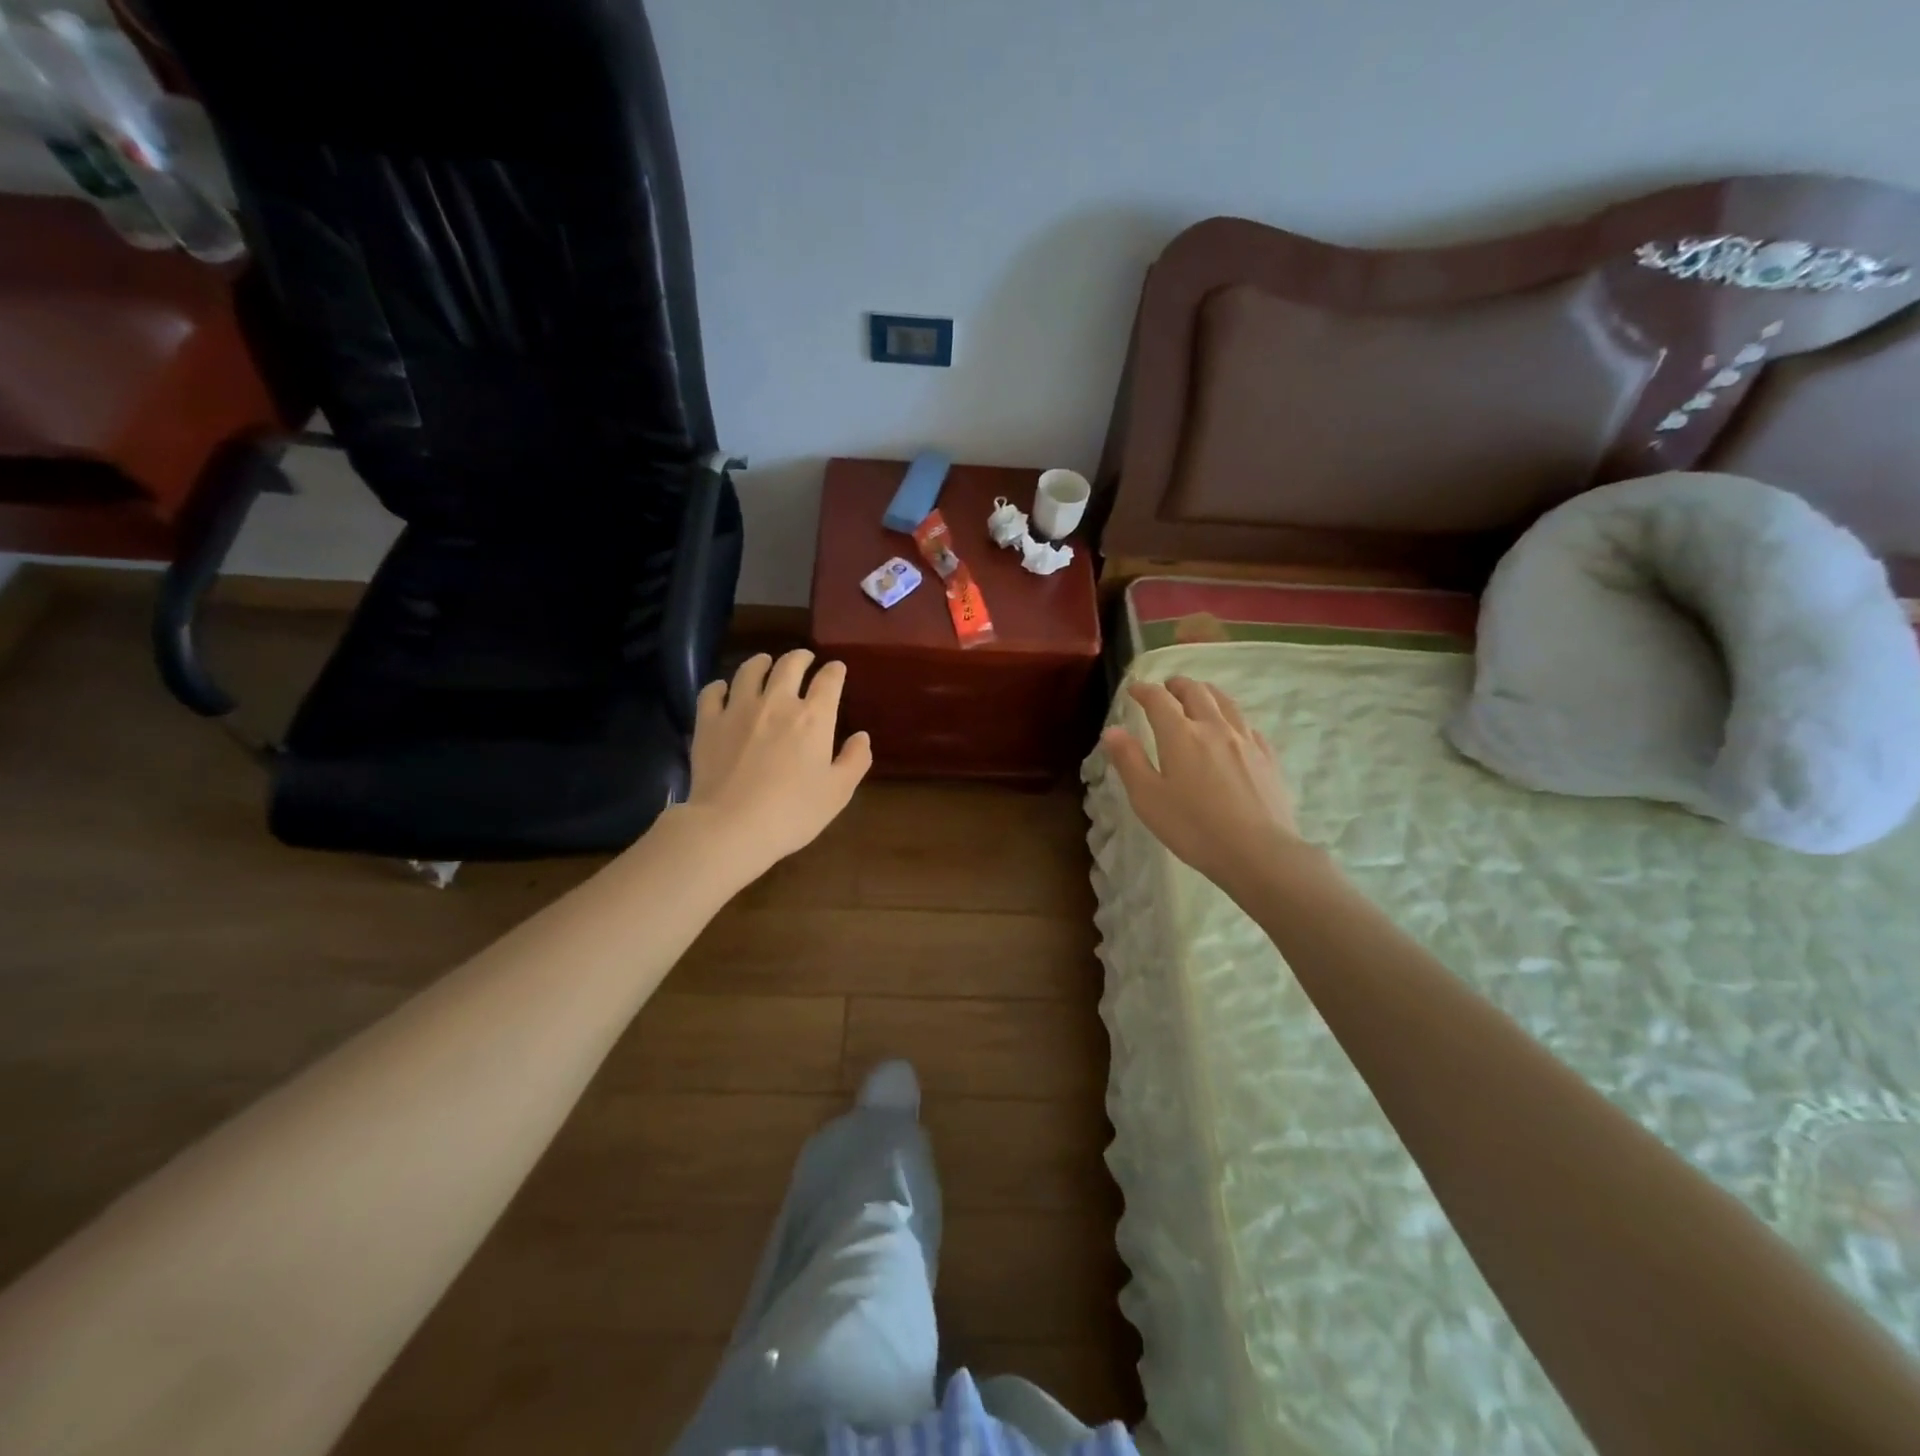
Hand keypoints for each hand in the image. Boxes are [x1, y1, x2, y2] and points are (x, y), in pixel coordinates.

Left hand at [676, 650, 871, 873]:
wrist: (731, 826)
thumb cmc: (793, 812)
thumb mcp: (838, 792)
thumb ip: (855, 761)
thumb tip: (862, 737)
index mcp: (814, 718)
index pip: (829, 681)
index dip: (835, 671)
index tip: (837, 669)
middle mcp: (777, 703)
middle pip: (790, 665)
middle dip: (801, 657)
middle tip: (804, 658)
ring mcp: (738, 709)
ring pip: (750, 670)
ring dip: (761, 662)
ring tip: (765, 663)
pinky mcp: (708, 723)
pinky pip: (712, 692)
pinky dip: (720, 686)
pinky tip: (723, 690)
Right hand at [1102, 676, 1307, 897]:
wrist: (1257, 851)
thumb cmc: (1193, 827)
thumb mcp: (1148, 798)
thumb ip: (1129, 761)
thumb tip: (1113, 731)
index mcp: (1180, 735)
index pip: (1159, 700)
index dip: (1144, 690)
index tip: (1134, 689)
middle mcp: (1214, 728)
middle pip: (1196, 692)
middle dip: (1177, 685)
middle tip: (1167, 687)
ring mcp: (1245, 740)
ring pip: (1225, 702)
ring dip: (1206, 692)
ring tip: (1199, 695)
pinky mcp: (1267, 757)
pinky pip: (1247, 725)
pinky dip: (1232, 717)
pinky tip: (1232, 729)